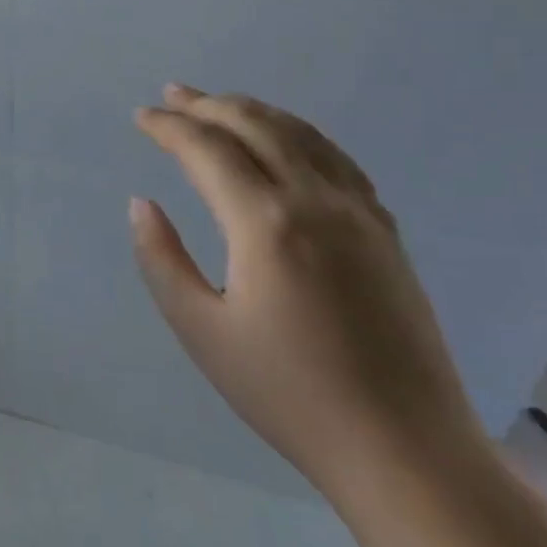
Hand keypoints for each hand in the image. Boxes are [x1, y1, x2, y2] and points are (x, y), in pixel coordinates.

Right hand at [130, 87, 482, 502]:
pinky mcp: (385, 232)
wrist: (406, 451)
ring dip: (253, 111)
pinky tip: (285, 142)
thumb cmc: (289, 395)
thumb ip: (162, 259)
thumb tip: (141, 204)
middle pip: (256, 126)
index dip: (169, 127)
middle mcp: (316, 201)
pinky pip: (336, 159)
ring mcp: (359, 212)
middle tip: (172, 96)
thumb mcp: (203, 331)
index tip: (140, 117)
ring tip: (219, 104)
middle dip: (208, 105)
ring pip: (300, 135)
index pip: (207, 150)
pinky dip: (298, 134)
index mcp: (266, 223)